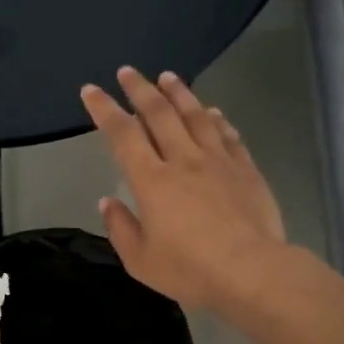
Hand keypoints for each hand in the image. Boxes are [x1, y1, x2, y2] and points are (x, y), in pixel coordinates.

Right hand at [81, 67, 286, 308]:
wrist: (251, 271)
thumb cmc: (189, 270)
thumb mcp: (140, 260)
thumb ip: (120, 228)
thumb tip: (108, 202)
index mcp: (151, 181)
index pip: (122, 135)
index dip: (104, 110)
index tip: (91, 90)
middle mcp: (183, 160)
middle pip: (159, 114)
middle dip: (140, 89)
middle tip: (128, 71)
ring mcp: (218, 161)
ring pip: (195, 116)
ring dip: (179, 93)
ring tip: (168, 77)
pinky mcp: (245, 170)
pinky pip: (228, 135)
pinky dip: (217, 119)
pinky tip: (212, 112)